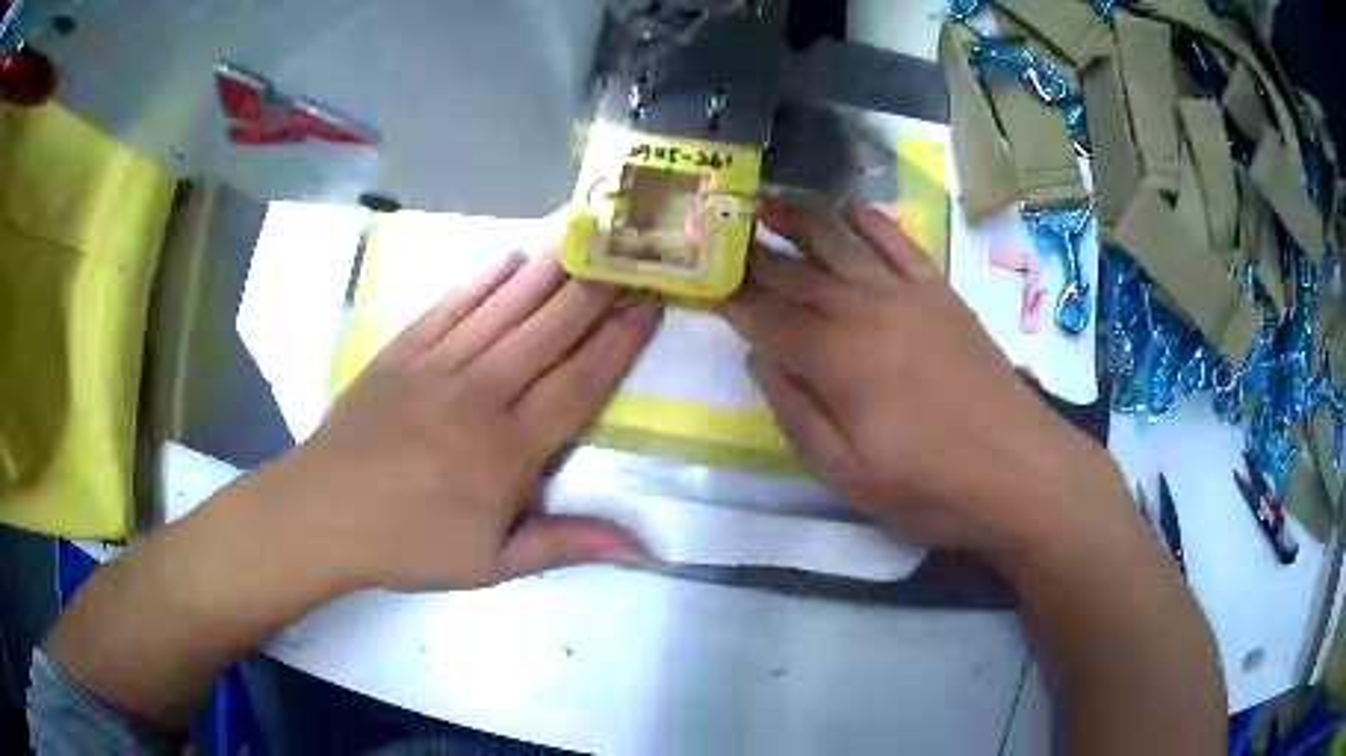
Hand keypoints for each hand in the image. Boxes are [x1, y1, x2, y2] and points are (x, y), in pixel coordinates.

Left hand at [248, 252, 659, 591]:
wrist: (324, 513)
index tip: (648, 307)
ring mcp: (437, 365)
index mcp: (508, 451)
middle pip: (547, 332)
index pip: (577, 383)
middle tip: (628, 256)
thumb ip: (567, 544)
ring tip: (584, 240)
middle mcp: (479, 395)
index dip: (618, 343)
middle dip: (594, 293)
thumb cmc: (411, 544)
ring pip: (504, 308)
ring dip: (548, 272)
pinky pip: (452, 304)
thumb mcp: (494, 564)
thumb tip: (643, 548)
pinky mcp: (403, 350)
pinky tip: (510, 255)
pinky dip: (484, 278)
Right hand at [719, 200, 1131, 570]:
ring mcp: (908, 297)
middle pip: (798, 276)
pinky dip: (872, 221)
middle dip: (754, 256)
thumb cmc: (932, 487)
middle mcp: (866, 312)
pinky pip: (900, 243)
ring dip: (802, 222)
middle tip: (719, 232)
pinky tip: (850, 208)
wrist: (1020, 470)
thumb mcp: (849, 478)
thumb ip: (798, 416)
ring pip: (842, 246)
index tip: (702, 281)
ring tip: (768, 203)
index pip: (769, 319)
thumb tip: (759, 361)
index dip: (732, 300)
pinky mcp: (942, 294)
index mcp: (838, 361)